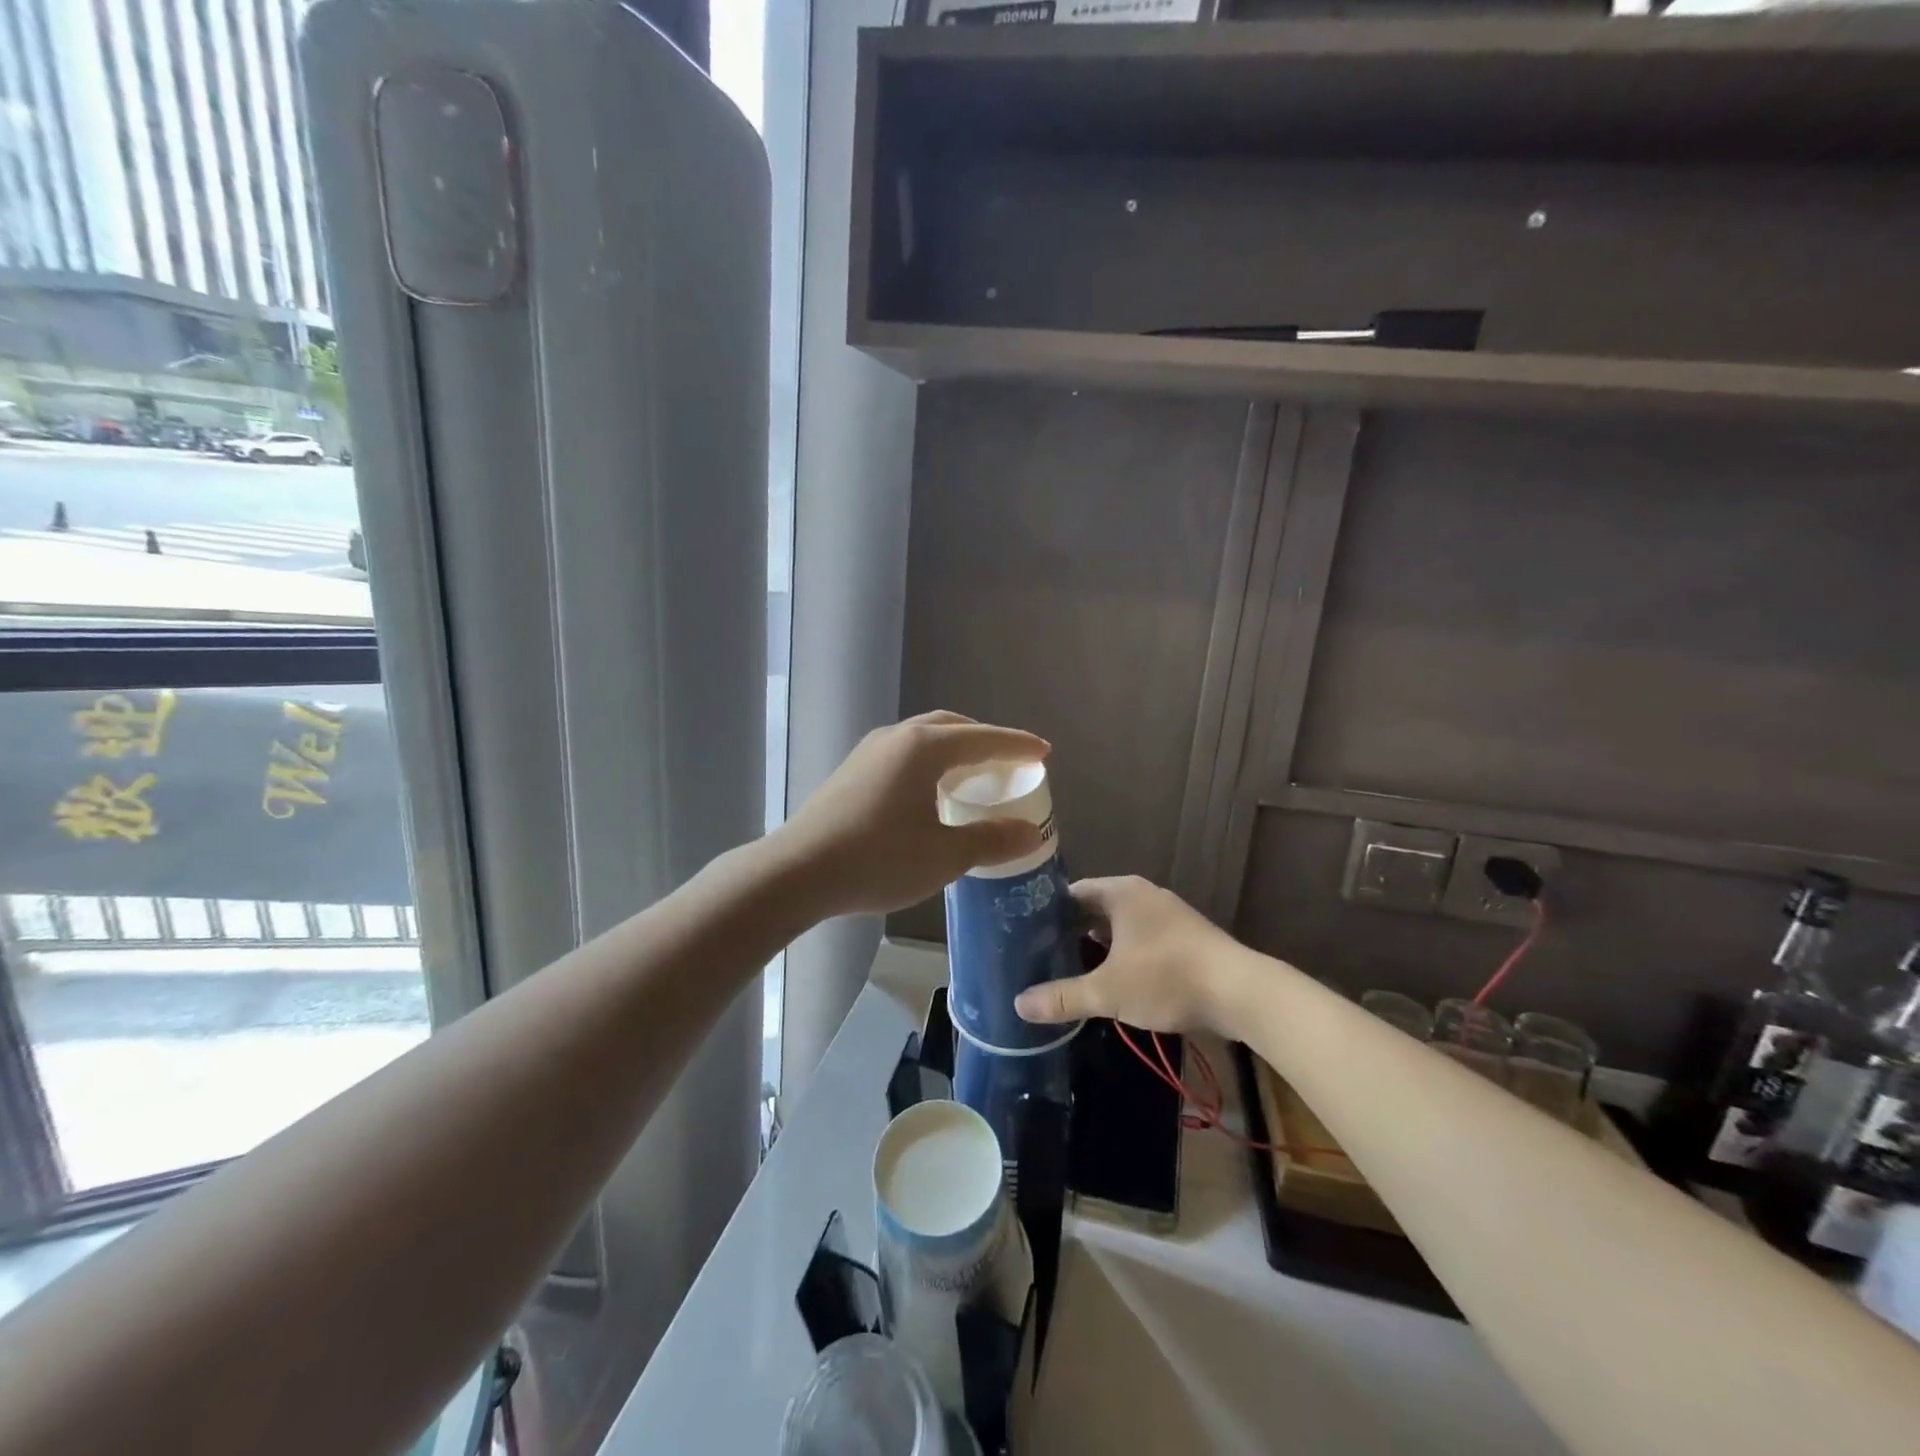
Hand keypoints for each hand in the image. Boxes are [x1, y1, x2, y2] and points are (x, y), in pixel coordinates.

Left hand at [776, 711, 1051, 917]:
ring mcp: (870, 751)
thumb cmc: (877, 860)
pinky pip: (904, 754)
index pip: (984, 739)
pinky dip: (930, 762)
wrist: (797, 871)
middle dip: (985, 740)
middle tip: (1009, 762)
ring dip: (955, 749)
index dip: (1017, 745)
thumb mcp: (944, 856)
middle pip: (952, 727)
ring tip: (973, 775)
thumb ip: (990, 839)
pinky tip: (930, 792)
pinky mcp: (852, 771)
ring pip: (924, 738)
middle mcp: (897, 738)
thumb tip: (1030, 832)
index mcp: (924, 749)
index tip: (1044, 752)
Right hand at [1015, 876, 1246, 1036]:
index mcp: (1121, 892)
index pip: (1072, 893)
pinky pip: (1142, 938)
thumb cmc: (1166, 978)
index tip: (1025, 934)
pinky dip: (1123, 954)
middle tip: (1042, 955)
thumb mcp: (1108, 991)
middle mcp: (1143, 895)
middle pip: (1095, 908)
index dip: (1048, 912)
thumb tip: (1018, 1005)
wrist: (1240, 993)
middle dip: (1071, 931)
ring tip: (1070, 969)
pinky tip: (1113, 979)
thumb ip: (1062, 997)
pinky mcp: (1185, 937)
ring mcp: (1167, 915)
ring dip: (1098, 945)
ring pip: (1120, 925)